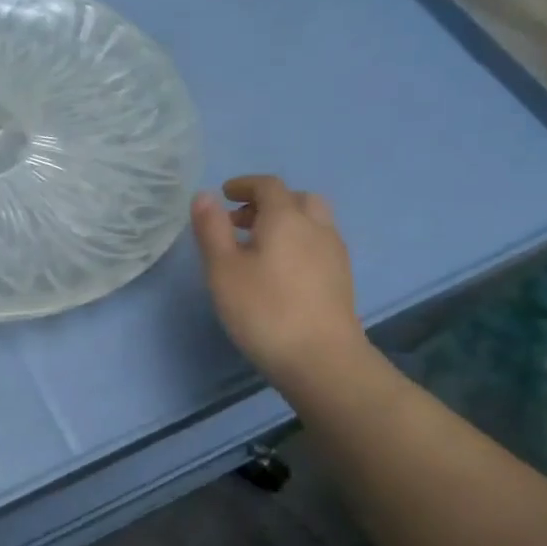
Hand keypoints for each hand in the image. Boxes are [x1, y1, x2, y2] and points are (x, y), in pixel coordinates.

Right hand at [191, 175, 367, 393]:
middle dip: (268, 202)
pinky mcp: (342, 279)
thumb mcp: (223, 269)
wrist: (321, 360)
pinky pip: (319, 244)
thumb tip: (205, 196)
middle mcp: (316, 227)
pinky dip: (298, 242)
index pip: (268, 186)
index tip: (224, 195)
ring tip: (258, 247)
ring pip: (312, 222)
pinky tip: (281, 271)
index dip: (244, 185)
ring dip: (286, 222)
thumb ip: (211, 229)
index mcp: (286, 218)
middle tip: (241, 221)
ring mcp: (334, 254)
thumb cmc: (264, 310)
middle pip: (297, 199)